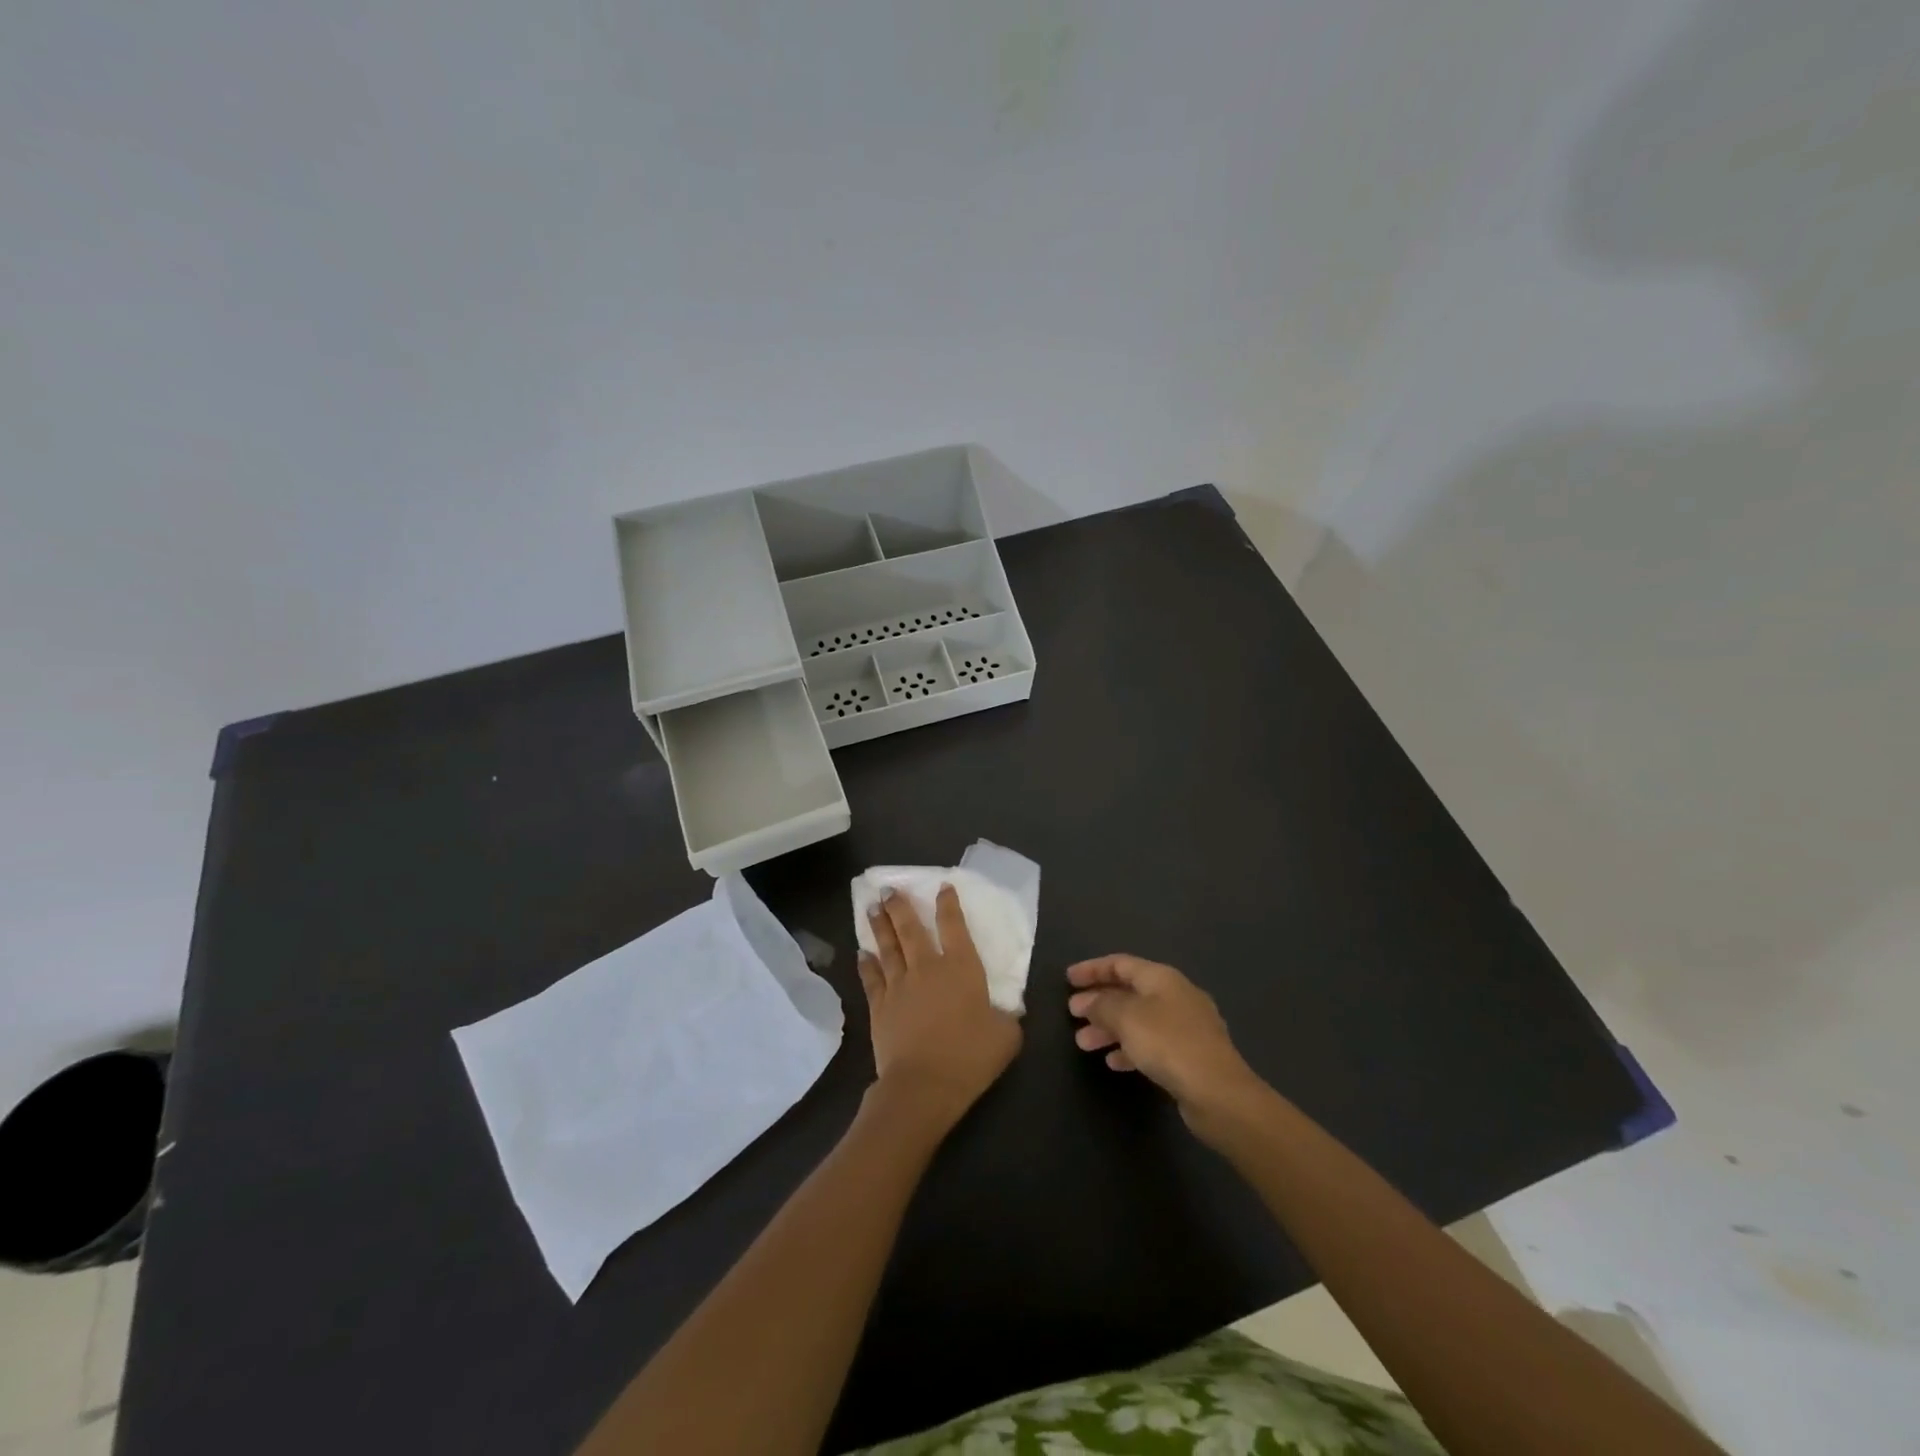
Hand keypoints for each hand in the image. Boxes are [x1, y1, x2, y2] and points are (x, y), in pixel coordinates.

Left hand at [859, 886, 1021, 1127]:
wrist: (924, 1084)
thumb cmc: (970, 1057)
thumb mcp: (1006, 1037)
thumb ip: (1007, 1017)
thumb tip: (1008, 1011)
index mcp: (962, 968)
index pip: (954, 926)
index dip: (948, 904)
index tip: (942, 887)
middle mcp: (928, 968)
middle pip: (911, 929)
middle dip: (901, 906)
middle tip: (889, 888)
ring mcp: (900, 985)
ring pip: (888, 947)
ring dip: (880, 925)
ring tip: (872, 906)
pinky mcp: (880, 1006)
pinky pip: (871, 978)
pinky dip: (866, 964)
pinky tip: (861, 953)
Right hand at [1067, 955, 1267, 1135]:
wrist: (1219, 1093)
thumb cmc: (1169, 1044)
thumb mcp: (1127, 1018)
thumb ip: (1103, 1005)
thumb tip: (1087, 1001)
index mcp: (1162, 978)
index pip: (1121, 963)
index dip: (1092, 969)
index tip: (1068, 979)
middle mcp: (1176, 996)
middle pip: (1129, 991)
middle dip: (1099, 1002)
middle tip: (1073, 1014)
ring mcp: (1186, 1027)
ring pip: (1138, 1019)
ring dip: (1109, 1028)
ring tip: (1083, 1043)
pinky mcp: (1190, 1056)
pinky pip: (1151, 1043)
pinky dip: (1129, 1048)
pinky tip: (1114, 1063)